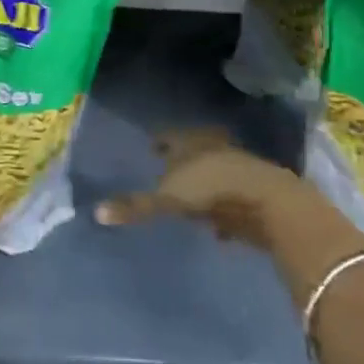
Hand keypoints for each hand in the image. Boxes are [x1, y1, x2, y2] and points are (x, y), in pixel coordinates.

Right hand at [95, 127, 313, 249]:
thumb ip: (136, 206)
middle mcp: (214, 148)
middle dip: (183, 160)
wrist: (267, 201)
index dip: (160, 141)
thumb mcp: (168, 199)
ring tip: (191, 196)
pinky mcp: (255, 193)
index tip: (151, 146)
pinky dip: (223, 210)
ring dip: (205, 184)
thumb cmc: (211, 190)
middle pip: (194, 151)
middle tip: (169, 167)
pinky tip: (218, 227)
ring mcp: (238, 168)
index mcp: (190, 142)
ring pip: (215, 172)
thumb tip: (96, 212)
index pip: (170, 136)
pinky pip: (232, 199)